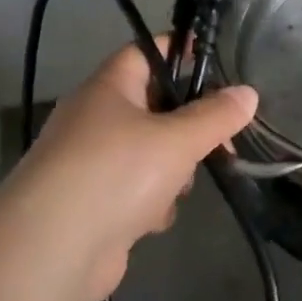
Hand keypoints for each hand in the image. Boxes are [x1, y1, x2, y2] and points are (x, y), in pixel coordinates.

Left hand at [11, 42, 257, 300]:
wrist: (53, 250)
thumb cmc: (116, 173)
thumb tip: (248, 93)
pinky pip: (134, 190)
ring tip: (178, 188)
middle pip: (154, 107)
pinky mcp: (92, 204)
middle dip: (187, 128)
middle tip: (219, 142)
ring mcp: (90, 164)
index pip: (146, 52)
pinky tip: (152, 219)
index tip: (215, 61)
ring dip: (172, 171)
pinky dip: (150, 203)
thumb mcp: (177, 139)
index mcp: (108, 88)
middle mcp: (94, 119)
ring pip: (149, 153)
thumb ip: (216, 116)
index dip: (180, 51)